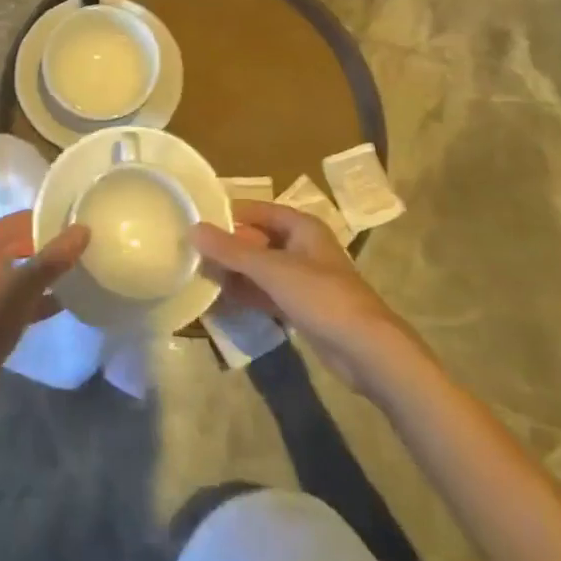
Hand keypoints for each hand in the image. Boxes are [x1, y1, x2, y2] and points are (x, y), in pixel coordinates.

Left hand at [0, 212, 89, 374]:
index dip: (49, 220)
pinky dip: (36, 295)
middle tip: (82, 248)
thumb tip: (83, 228)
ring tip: (77, 272)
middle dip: (49, 247)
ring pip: (20, 269)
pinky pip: (16, 293)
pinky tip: (63, 302)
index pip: (21, 219)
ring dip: (44, 272)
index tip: (78, 224)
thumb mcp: (26, 285)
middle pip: (21, 243)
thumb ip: (55, 257)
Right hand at [193, 200, 400, 384]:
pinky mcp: (303, 307)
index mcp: (302, 226)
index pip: (258, 210)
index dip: (229, 214)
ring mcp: (304, 279)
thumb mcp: (271, 269)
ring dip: (236, 272)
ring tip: (200, 276)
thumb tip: (192, 229)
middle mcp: (303, 247)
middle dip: (228, 247)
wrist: (367, 350)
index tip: (197, 220)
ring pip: (261, 268)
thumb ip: (230, 251)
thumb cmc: (321, 296)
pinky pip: (268, 293)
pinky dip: (248, 294)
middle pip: (258, 239)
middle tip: (193, 253)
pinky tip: (222, 300)